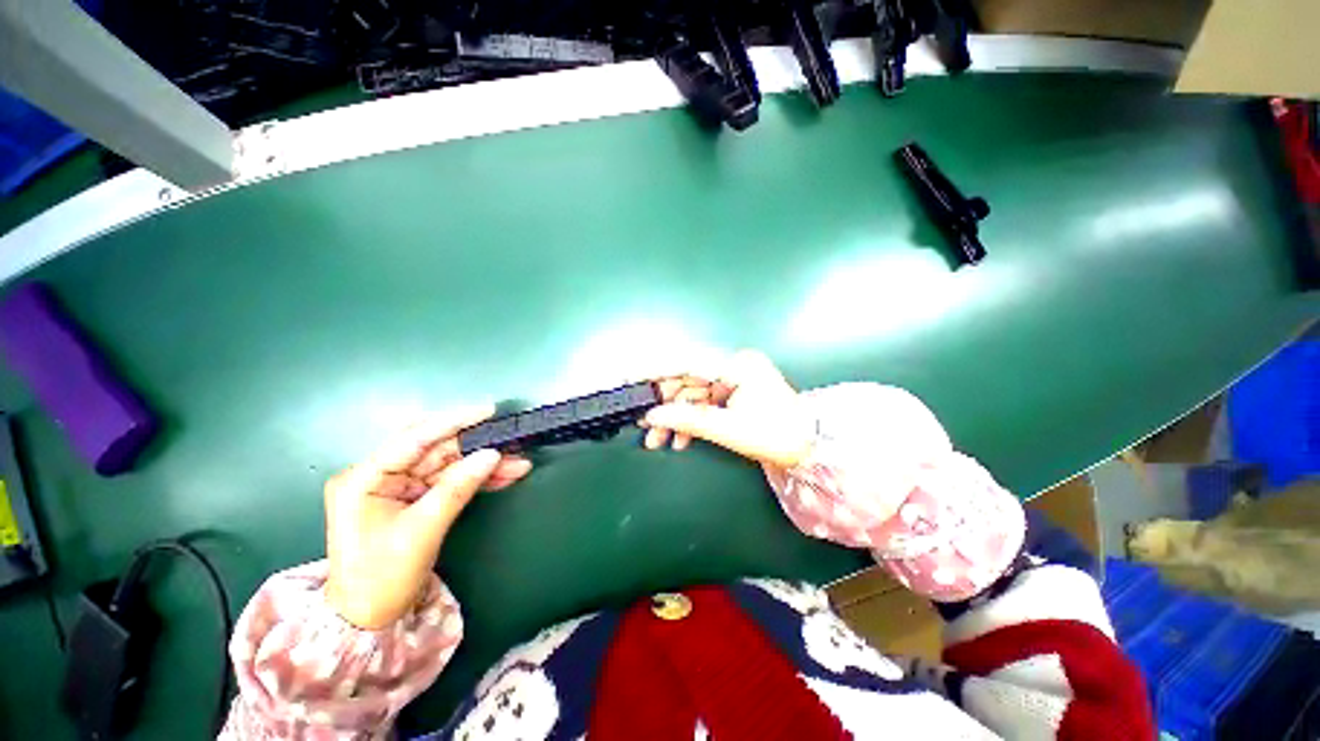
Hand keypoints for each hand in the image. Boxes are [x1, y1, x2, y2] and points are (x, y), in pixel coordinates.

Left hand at [324, 406, 531, 628]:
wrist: (367, 618)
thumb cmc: (382, 577)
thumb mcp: (422, 531)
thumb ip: (457, 488)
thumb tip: (491, 455)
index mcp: (364, 479)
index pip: (413, 439)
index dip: (453, 422)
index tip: (488, 411)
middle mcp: (379, 475)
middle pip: (435, 450)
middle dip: (476, 447)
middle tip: (511, 440)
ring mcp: (397, 486)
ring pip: (449, 465)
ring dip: (483, 465)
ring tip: (519, 464)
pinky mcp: (413, 497)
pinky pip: (450, 481)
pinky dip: (477, 480)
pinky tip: (505, 476)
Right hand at [641, 350, 815, 468]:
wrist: (808, 447)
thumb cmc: (776, 436)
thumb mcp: (729, 429)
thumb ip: (688, 420)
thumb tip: (652, 416)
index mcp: (737, 366)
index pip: (687, 362)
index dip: (655, 369)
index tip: (630, 376)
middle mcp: (733, 365)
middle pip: (686, 379)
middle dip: (662, 402)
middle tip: (641, 420)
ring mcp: (732, 378)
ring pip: (690, 393)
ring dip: (672, 416)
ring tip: (655, 440)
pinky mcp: (731, 391)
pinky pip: (701, 402)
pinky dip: (688, 420)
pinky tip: (677, 439)